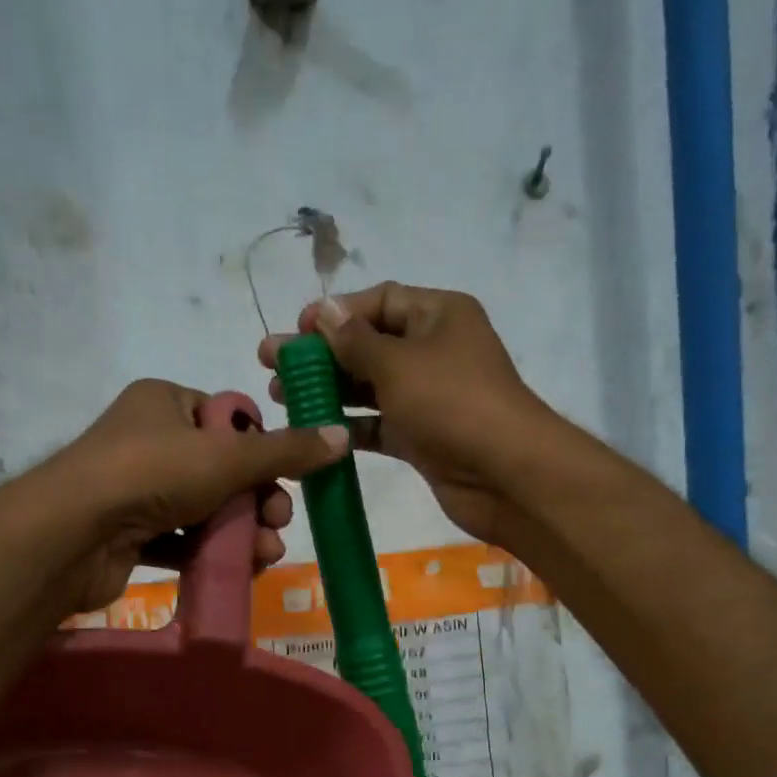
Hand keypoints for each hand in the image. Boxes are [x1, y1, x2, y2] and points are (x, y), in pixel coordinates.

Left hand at [33, 379, 349, 613]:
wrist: (73, 534)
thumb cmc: (152, 474)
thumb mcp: (229, 456)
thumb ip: (286, 450)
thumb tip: (342, 435)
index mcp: (165, 403)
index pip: (228, 420)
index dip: (261, 450)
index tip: (285, 478)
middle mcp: (148, 440)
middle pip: (221, 469)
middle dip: (258, 500)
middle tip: (279, 523)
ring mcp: (135, 489)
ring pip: (204, 509)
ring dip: (241, 532)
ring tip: (266, 555)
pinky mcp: (128, 534)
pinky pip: (180, 540)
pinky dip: (209, 552)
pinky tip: (239, 569)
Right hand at [258, 284, 558, 545]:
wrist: (504, 475)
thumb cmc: (452, 404)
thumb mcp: (399, 364)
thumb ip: (356, 341)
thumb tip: (326, 310)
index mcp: (438, 315)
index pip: (380, 301)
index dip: (336, 313)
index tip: (297, 332)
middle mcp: (434, 350)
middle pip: (368, 344)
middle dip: (322, 354)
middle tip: (272, 365)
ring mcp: (428, 396)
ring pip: (369, 386)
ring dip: (328, 390)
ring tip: (281, 397)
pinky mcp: (421, 435)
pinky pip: (377, 423)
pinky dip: (349, 425)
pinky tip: (314, 429)